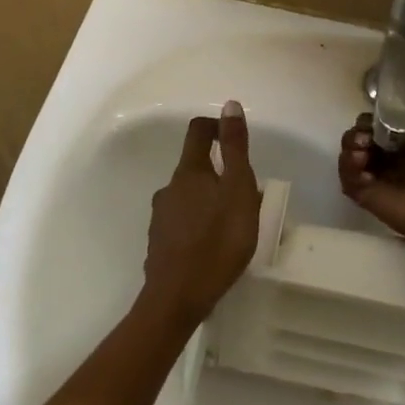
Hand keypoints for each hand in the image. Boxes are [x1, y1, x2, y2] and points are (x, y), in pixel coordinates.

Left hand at [143, 101, 263, 326]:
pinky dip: (199, 224)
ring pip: (189, 196)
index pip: (198, 131)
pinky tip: (212, 246)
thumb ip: (235, 148)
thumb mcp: (238, 190)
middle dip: (220, 174)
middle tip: (245, 196)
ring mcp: (160, 216)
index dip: (217, 127)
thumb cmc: (217, 241)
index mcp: (189, 171)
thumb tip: (229, 105)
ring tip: (232, 225)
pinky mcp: (159, 243)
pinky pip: (182, 222)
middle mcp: (169, 187)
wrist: (176, 300)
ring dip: (209, 200)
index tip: (235, 139)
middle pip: (195, 167)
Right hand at [337, 115, 404, 254]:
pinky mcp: (365, 198)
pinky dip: (349, 170)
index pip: (379, 127)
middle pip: (360, 140)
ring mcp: (376, 179)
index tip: (372, 124)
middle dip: (357, 134)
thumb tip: (386, 130)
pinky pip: (347, 180)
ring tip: (361, 155)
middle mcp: (390, 161)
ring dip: (351, 150)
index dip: (372, 123)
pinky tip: (364, 171)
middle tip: (364, 140)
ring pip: (350, 157)